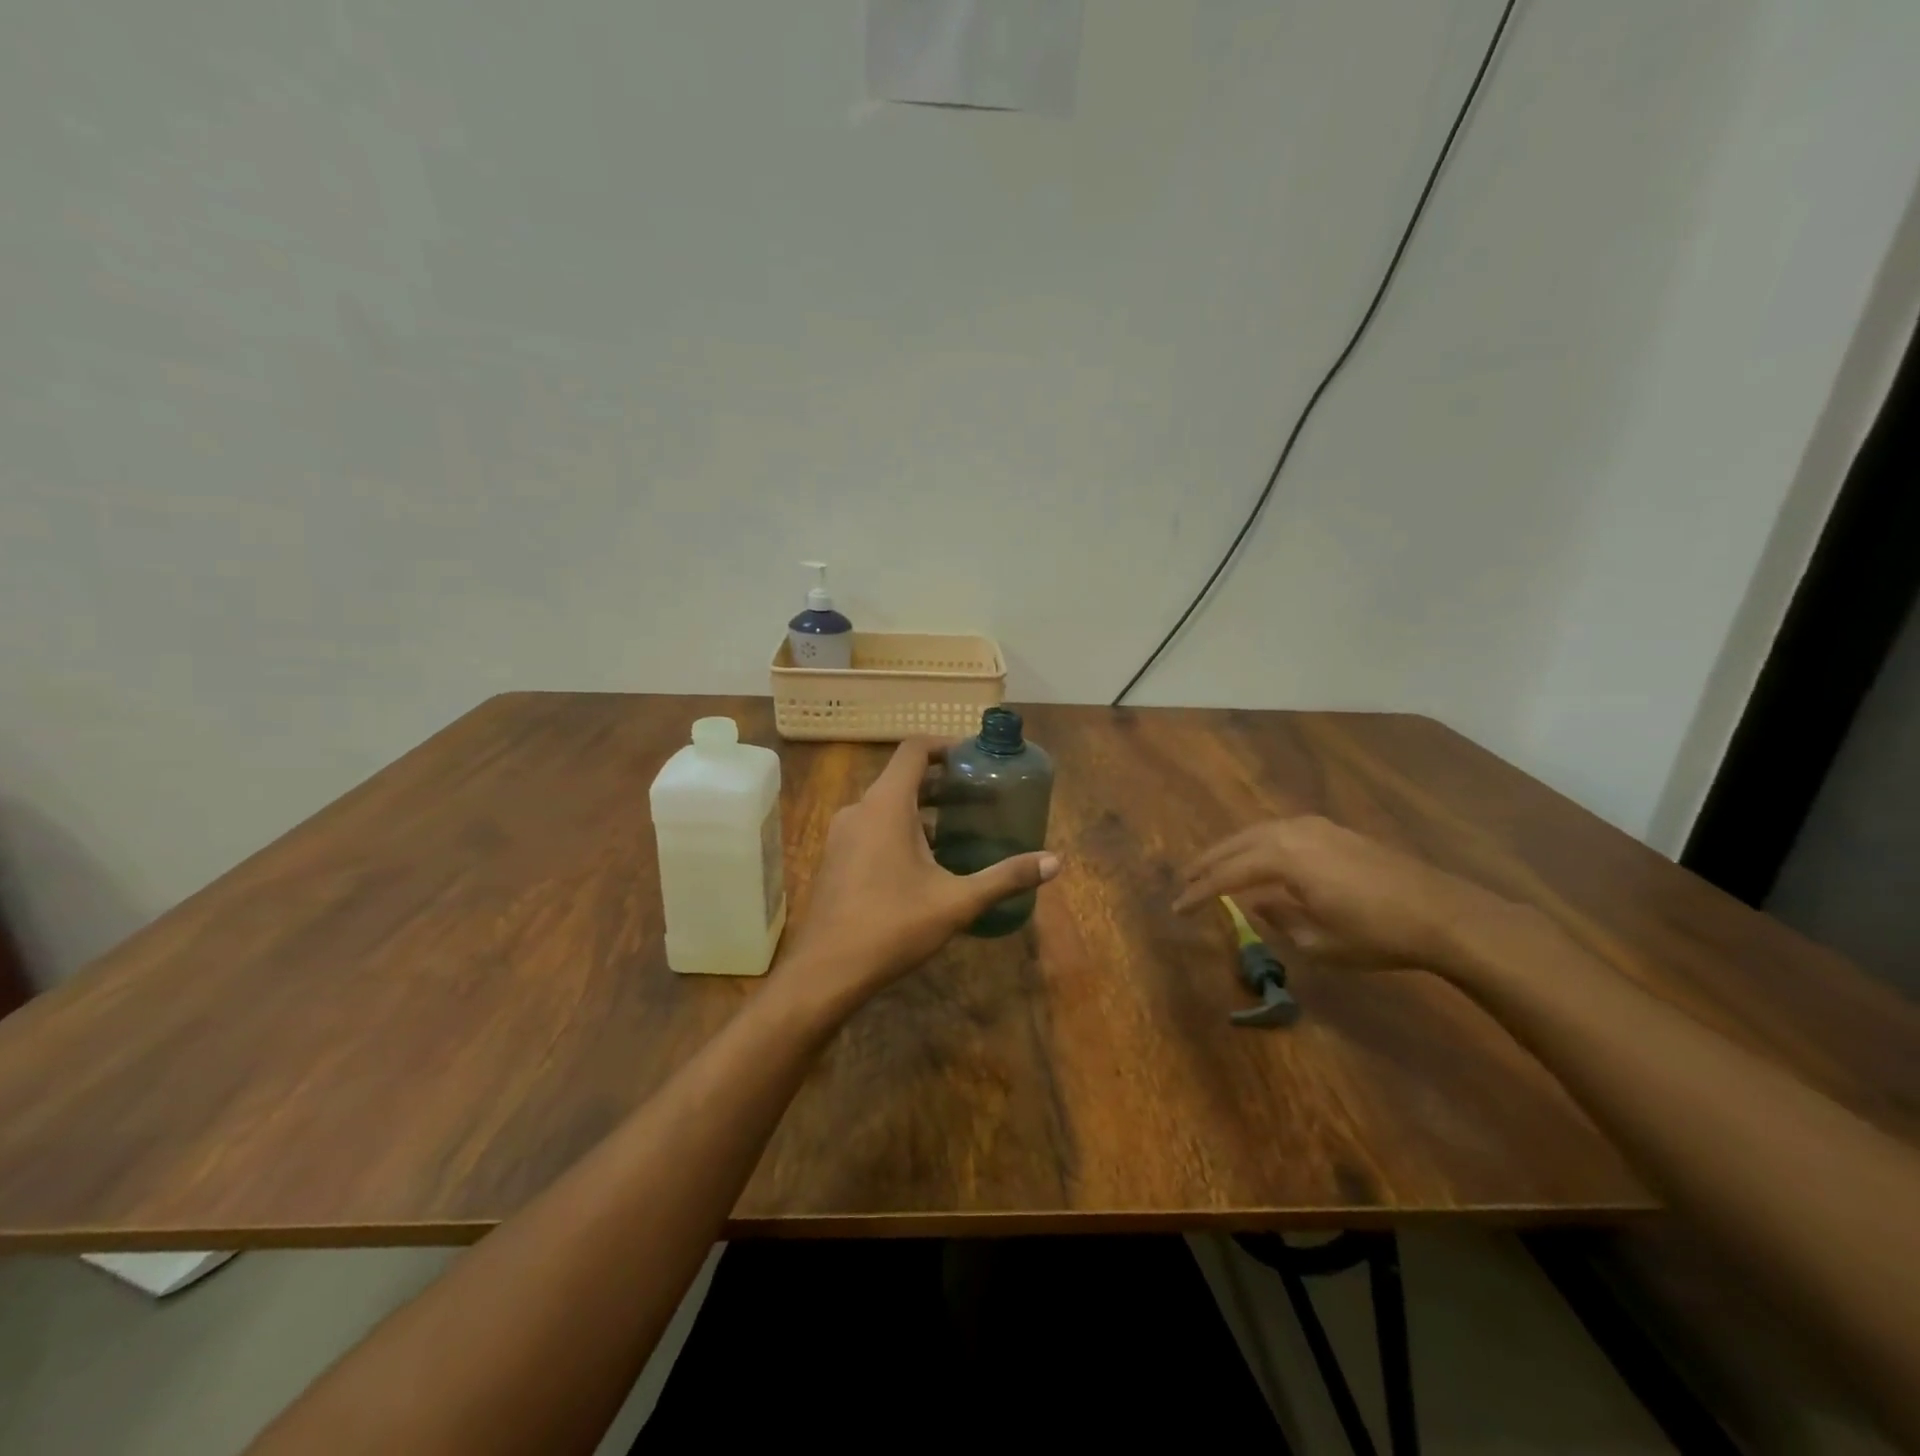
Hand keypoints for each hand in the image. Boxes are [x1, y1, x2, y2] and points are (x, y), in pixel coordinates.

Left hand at [774, 737, 1059, 1013]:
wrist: (826, 971)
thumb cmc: (893, 925)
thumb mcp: (957, 901)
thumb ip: (1005, 877)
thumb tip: (1055, 862)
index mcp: (885, 805)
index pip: (914, 750)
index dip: (945, 746)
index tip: (975, 758)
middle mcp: (859, 810)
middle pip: (902, 778)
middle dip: (941, 782)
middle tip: (978, 796)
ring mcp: (842, 834)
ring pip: (886, 805)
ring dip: (921, 809)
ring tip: (958, 827)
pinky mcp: (836, 858)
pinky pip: (871, 828)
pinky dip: (900, 829)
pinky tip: (925, 862)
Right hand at [1173, 815, 1510, 973]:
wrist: (1442, 913)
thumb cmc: (1375, 934)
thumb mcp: (1317, 941)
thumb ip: (1278, 918)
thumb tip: (1258, 903)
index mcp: (1284, 858)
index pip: (1228, 874)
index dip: (1200, 892)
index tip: (1177, 908)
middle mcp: (1293, 831)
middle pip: (1236, 844)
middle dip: (1208, 863)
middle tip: (1183, 880)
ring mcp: (1315, 826)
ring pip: (1257, 833)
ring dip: (1231, 850)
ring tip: (1212, 866)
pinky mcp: (1333, 830)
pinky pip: (1279, 832)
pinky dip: (1257, 844)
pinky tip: (1257, 858)